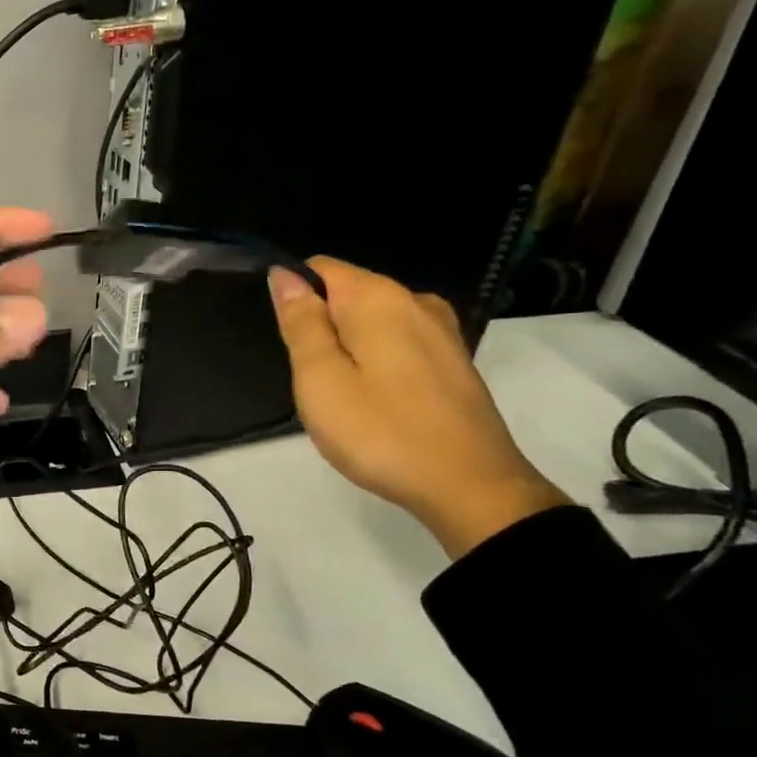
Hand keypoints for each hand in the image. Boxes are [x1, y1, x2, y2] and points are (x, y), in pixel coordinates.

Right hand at [266, 257, 567, 558]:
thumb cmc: (382, 432)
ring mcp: (441, 331)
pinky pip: (398, 344)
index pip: (319, 268)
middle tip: (318, 385)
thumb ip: (301, 323)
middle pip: (346, 295)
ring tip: (348, 400)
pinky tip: (380, 404)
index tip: (291, 347)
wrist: (471, 487)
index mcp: (378, 298)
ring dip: (348, 350)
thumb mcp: (321, 379)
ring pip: (371, 323)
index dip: (293, 297)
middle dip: (322, 330)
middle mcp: (415, 301)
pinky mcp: (453, 361)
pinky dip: (377, 364)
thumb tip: (285, 275)